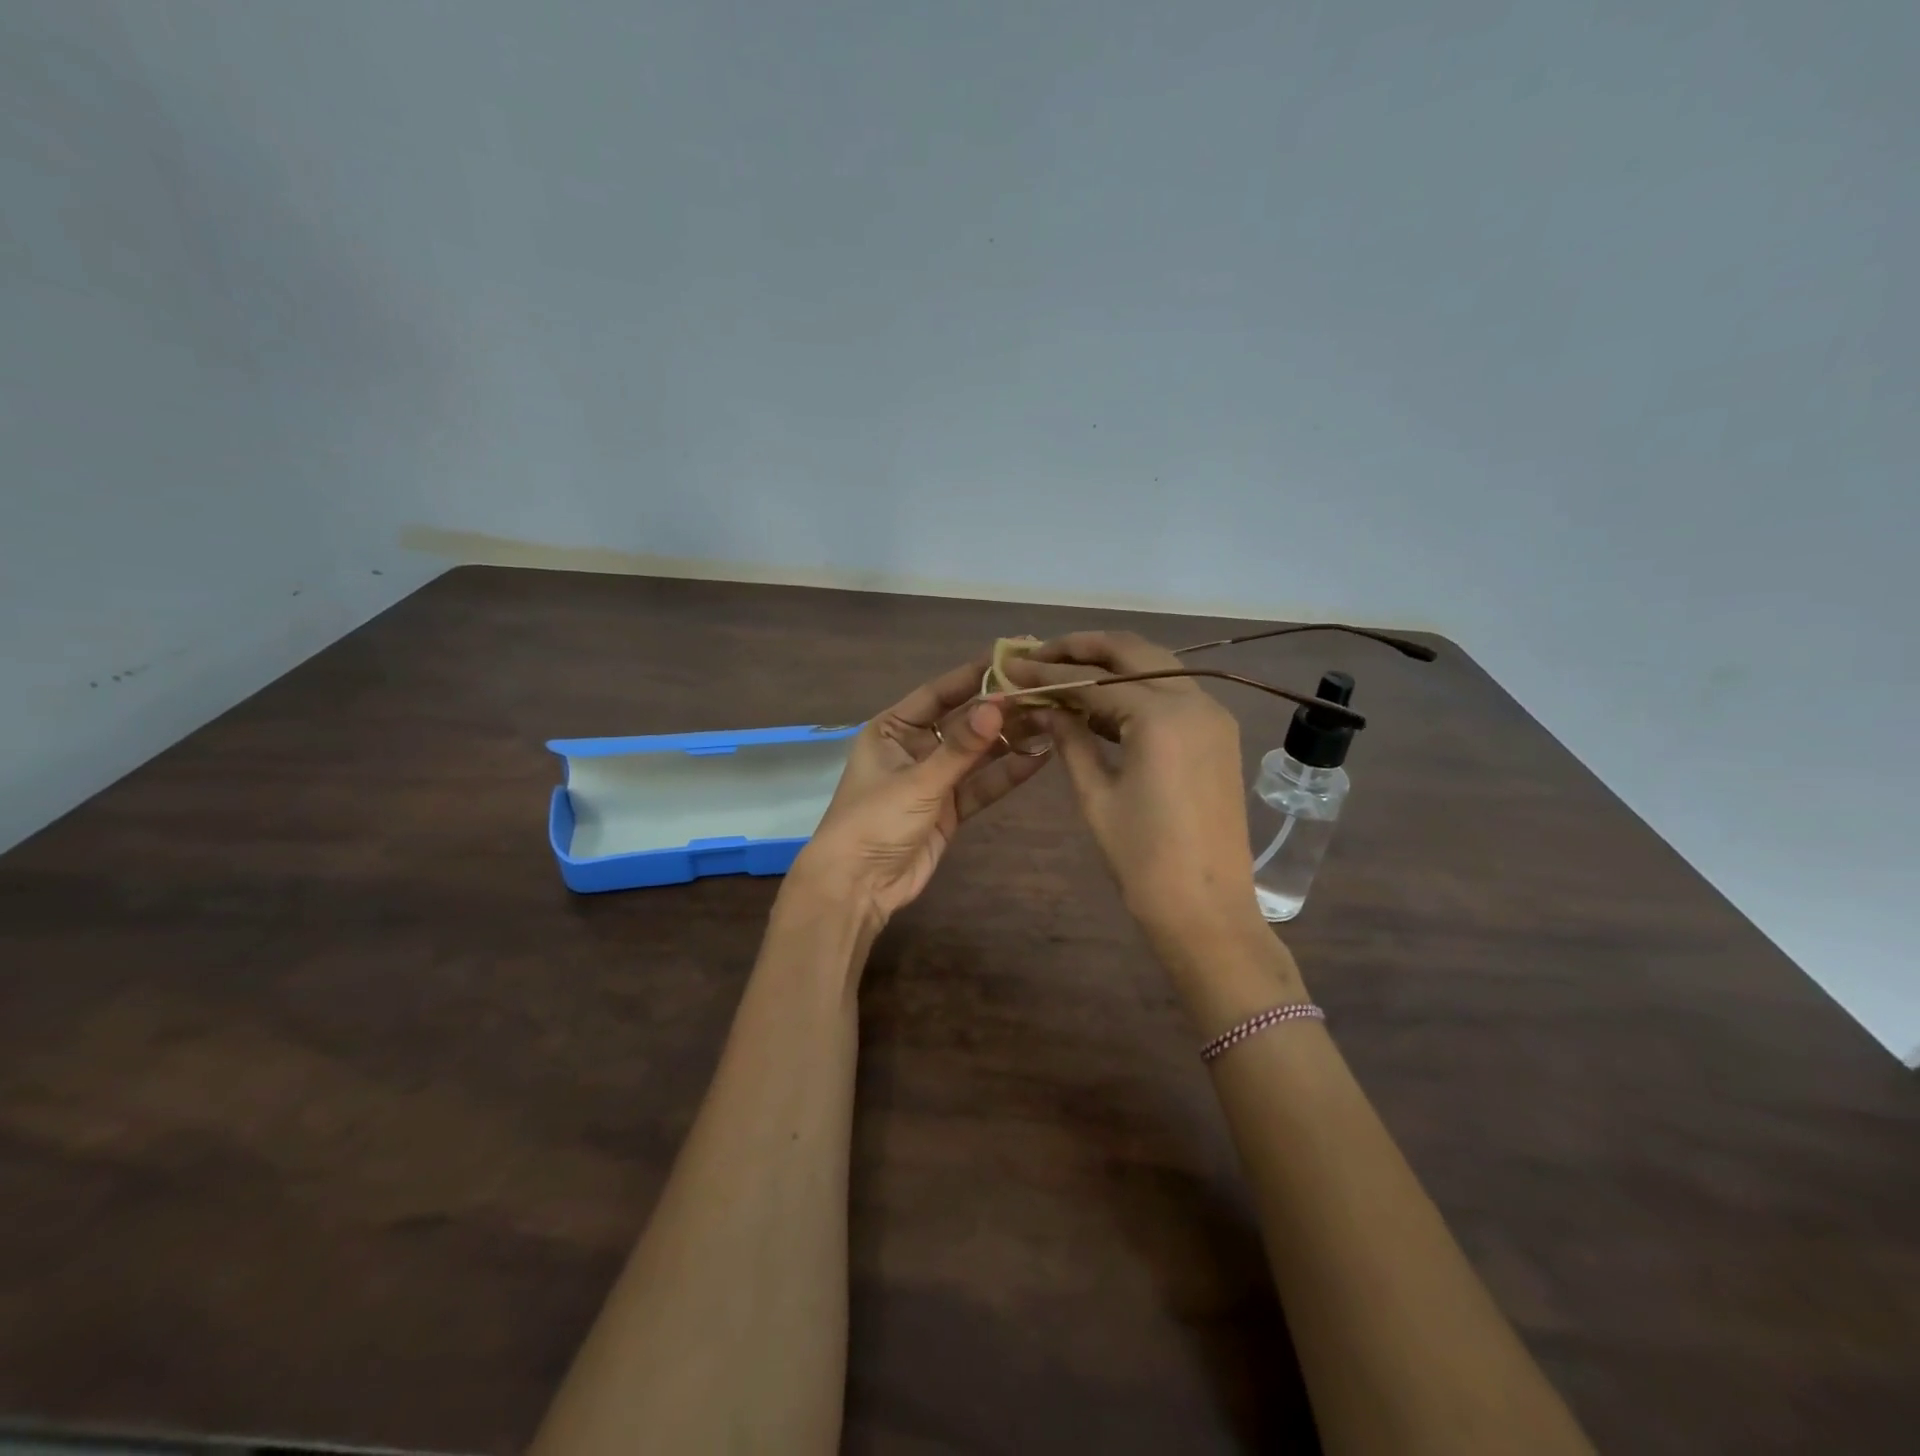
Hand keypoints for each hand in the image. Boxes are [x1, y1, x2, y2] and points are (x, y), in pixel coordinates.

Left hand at [789, 656, 1049, 929]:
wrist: (857, 887)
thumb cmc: (874, 821)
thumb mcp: (917, 781)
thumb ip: (961, 747)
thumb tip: (999, 705)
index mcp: (892, 729)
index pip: (939, 693)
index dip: (974, 675)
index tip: (1012, 656)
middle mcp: (914, 748)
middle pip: (963, 722)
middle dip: (1000, 709)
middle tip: (1043, 690)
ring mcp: (934, 780)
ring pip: (977, 754)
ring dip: (1010, 739)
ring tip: (1051, 719)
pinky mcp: (950, 809)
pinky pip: (982, 785)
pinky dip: (1007, 773)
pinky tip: (1039, 756)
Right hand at [1001, 631, 1269, 957]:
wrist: (1206, 910)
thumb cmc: (1142, 859)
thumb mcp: (1096, 796)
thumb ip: (1070, 740)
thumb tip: (1045, 706)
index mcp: (1161, 717)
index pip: (1093, 679)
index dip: (1048, 671)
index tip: (1012, 664)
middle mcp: (1194, 702)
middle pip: (1133, 652)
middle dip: (1084, 647)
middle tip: (1040, 652)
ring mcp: (1212, 716)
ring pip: (1157, 667)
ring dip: (1111, 664)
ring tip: (1065, 670)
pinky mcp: (1218, 735)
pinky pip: (1173, 694)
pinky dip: (1137, 689)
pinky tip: (1102, 702)